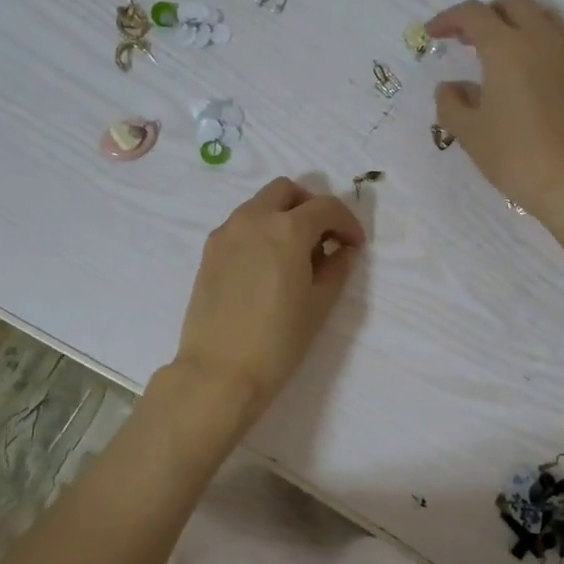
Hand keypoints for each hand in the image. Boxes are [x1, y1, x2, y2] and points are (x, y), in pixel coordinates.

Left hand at [171, 177, 366, 419]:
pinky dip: (260, 231)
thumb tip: (342, 250)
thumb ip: (336, 268)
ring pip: (260, 205)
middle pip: (286, 191)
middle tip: (324, 238)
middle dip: (310, 206)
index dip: (347, 222)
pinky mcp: (209, 252)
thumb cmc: (277, 341)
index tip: (354, 246)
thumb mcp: (319, 304)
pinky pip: (240, 226)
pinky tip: (267, 267)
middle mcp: (253, 219)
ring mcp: (226, 233)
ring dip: (283, 216)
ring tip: (295, 255)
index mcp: (286, 229)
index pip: (325, 206)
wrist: (219, 372)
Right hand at [428, 0, 563, 221]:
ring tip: (496, 53)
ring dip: (514, 24)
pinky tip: (523, 76)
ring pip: (541, 16)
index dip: (449, 18)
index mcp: (507, 48)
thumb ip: (451, 103)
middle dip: (485, 14)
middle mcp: (540, 39)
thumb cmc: (513, 155)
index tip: (433, 33)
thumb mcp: (469, 132)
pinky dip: (535, 43)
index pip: (473, 14)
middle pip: (512, 3)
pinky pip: (557, 41)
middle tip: (466, 40)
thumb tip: (450, 87)